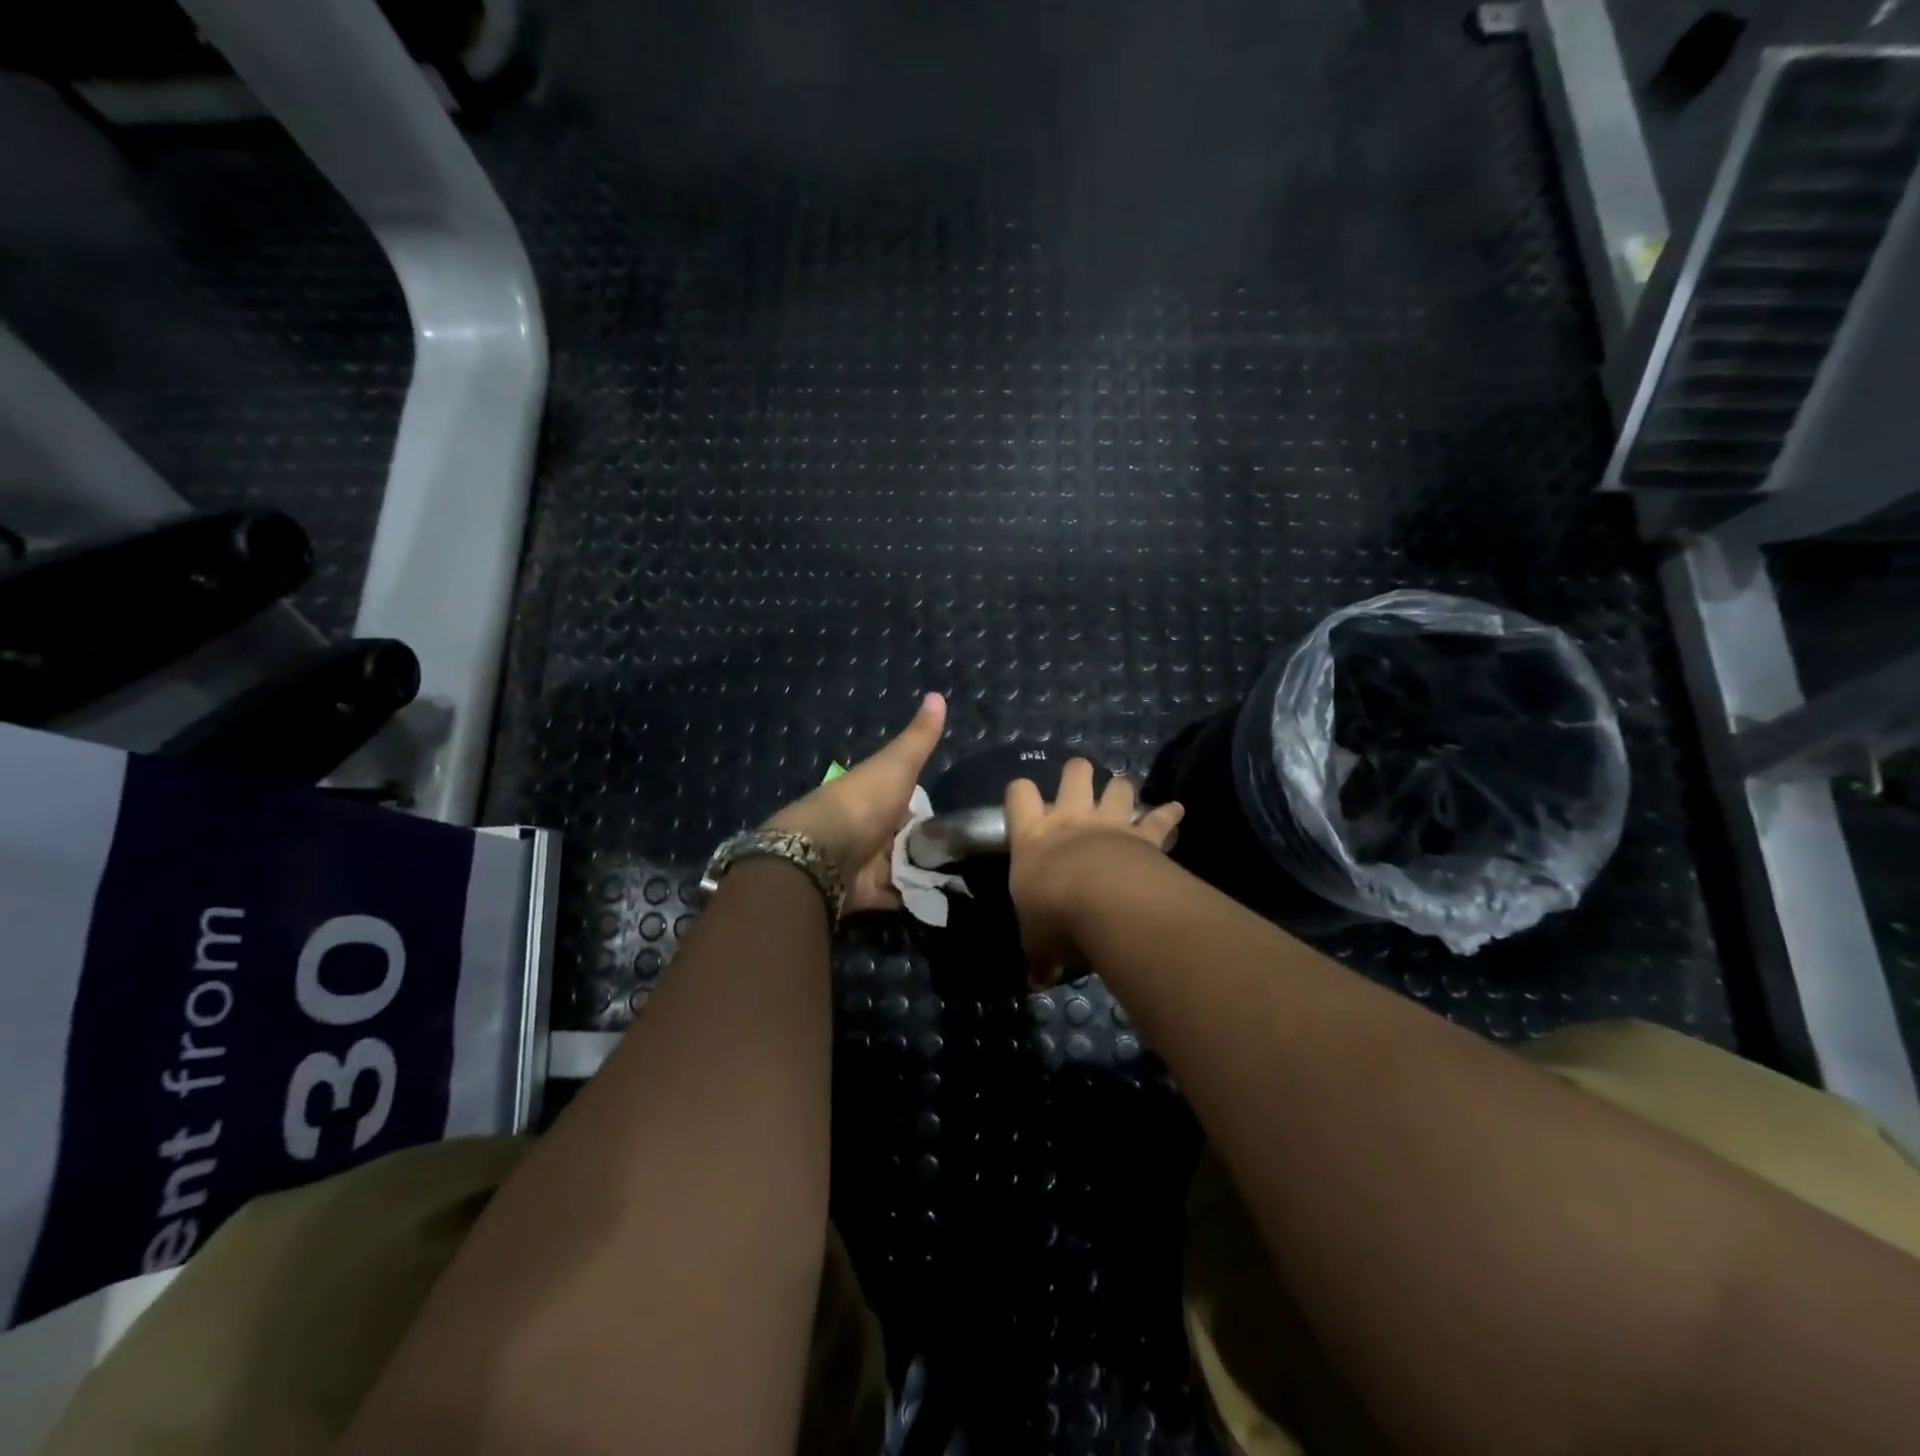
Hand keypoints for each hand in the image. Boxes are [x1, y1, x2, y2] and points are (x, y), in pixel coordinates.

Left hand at [765, 693, 947, 913]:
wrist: (821, 854)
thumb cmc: (862, 802)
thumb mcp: (897, 764)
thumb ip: (919, 737)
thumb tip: (938, 693)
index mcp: (873, 795)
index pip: (904, 799)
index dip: (925, 804)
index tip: (956, 813)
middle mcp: (868, 828)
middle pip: (904, 837)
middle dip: (928, 844)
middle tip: (968, 851)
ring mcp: (865, 863)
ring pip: (902, 868)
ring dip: (924, 872)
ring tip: (965, 877)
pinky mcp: (865, 894)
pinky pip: (895, 897)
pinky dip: (914, 899)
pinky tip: (943, 900)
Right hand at [1005, 759, 1183, 984]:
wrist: (1105, 903)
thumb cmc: (1056, 915)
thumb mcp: (1036, 940)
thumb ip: (1038, 954)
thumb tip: (1038, 979)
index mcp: (1033, 837)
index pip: (1018, 796)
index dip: (1021, 794)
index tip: (1025, 802)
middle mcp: (1070, 820)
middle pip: (1074, 774)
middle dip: (1077, 773)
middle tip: (1080, 782)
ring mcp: (1110, 823)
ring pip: (1117, 786)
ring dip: (1121, 788)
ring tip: (1123, 794)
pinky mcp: (1144, 836)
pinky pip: (1160, 818)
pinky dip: (1169, 813)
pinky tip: (1178, 810)